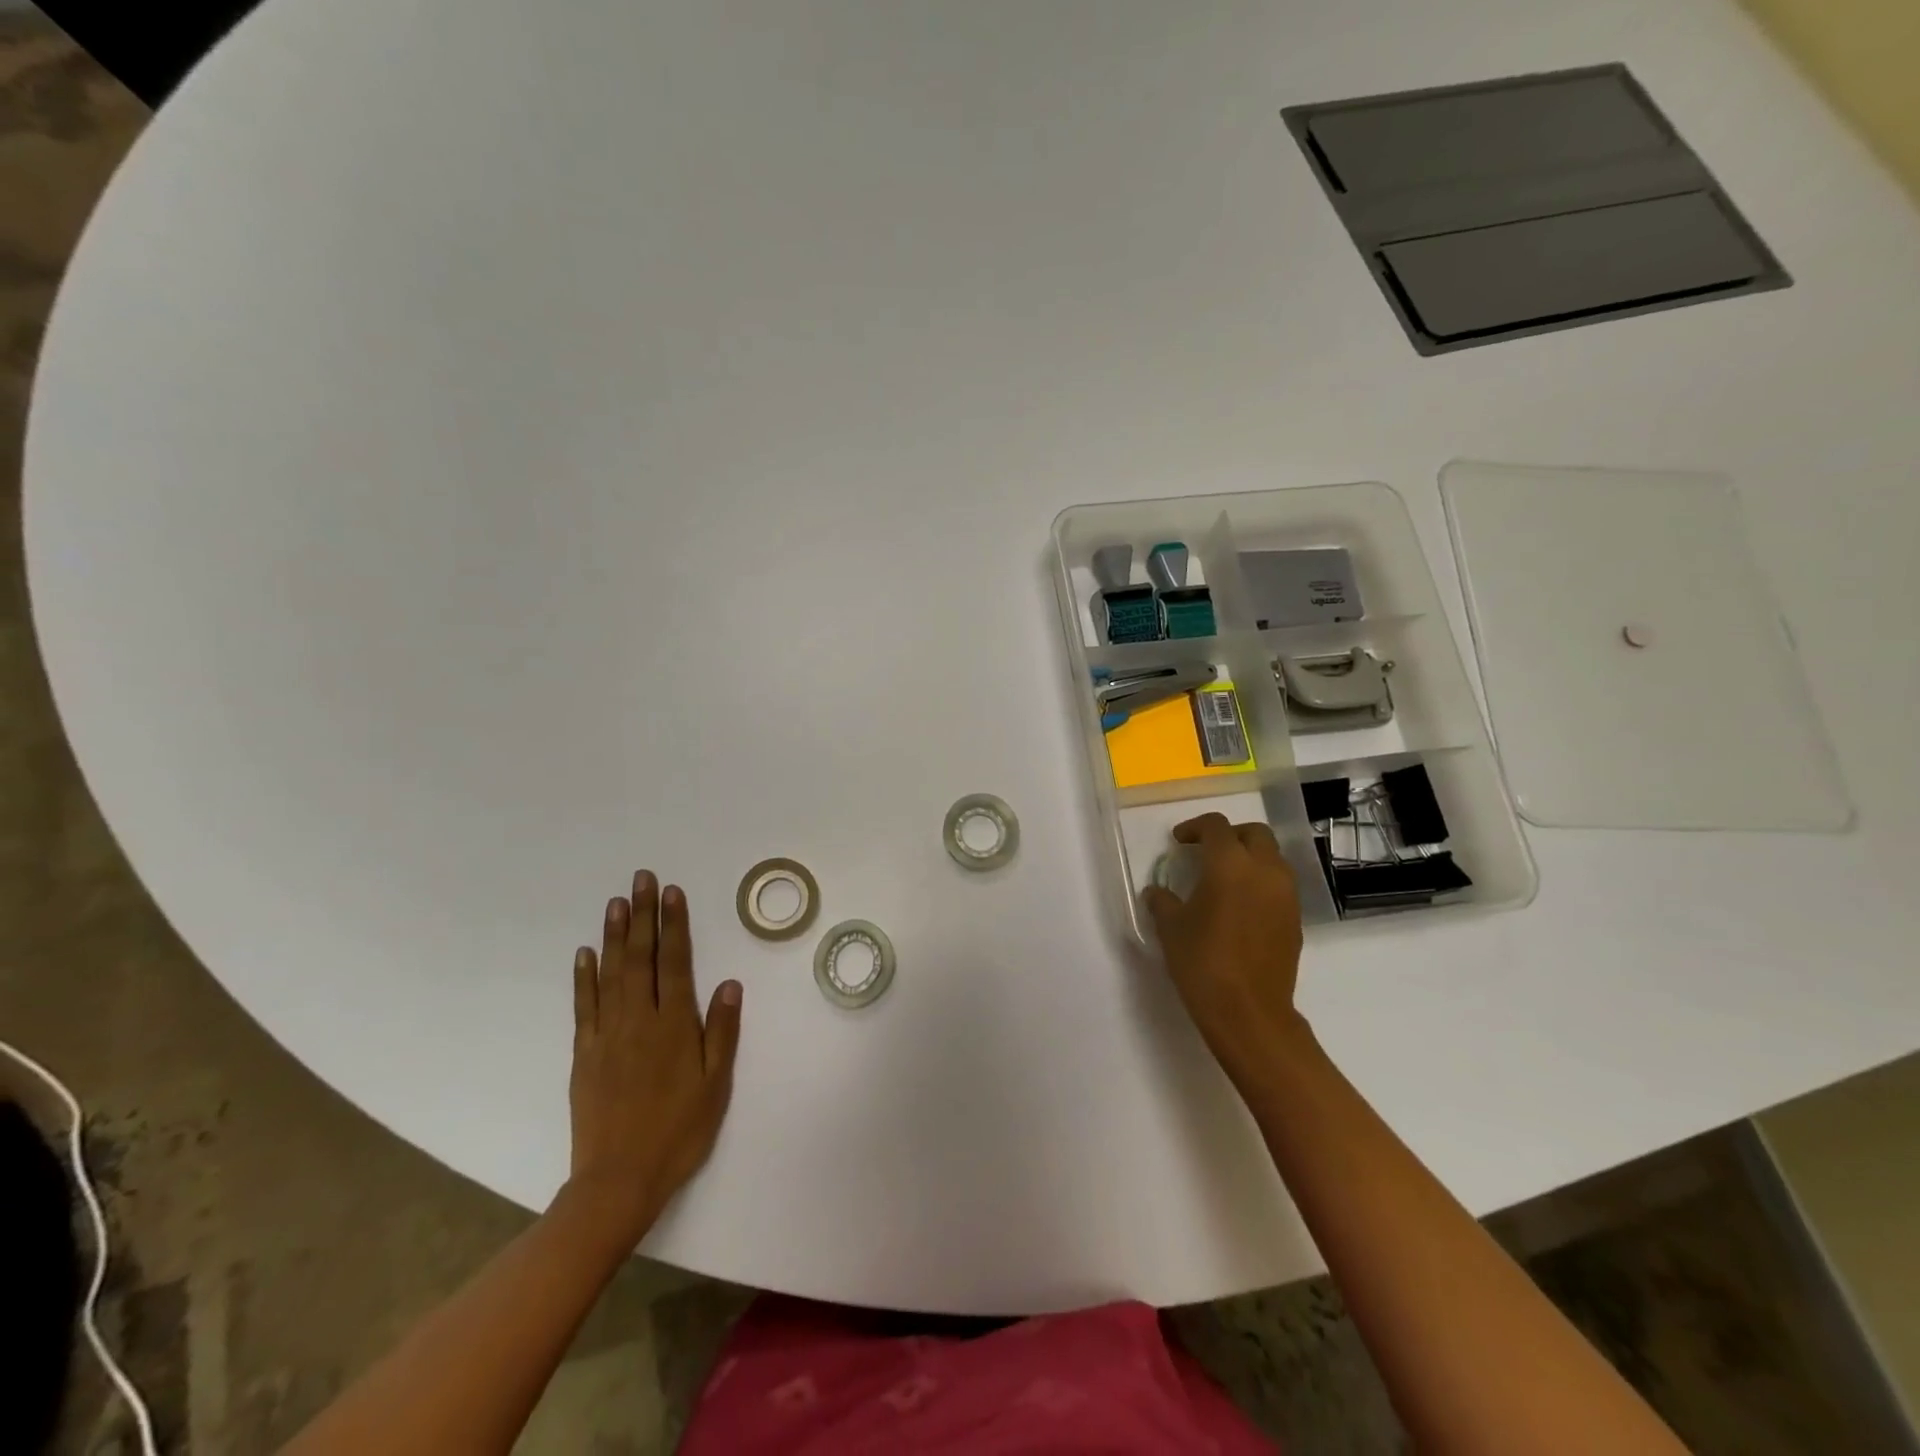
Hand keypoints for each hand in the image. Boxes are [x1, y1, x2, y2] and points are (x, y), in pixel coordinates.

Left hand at [565, 871, 742, 1247]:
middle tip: (641, 879)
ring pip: (611, 973)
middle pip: (640, 957)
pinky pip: (584, 1006)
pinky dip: (584, 977)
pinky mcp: (584, 1053)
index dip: (674, 924)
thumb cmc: (678, 1131)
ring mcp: (607, 1034)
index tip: (672, 892)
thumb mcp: (716, 1084)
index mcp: (674, 1025)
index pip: (675, 962)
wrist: (618, 1180)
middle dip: (643, 915)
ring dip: (614, 935)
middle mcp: (638, 1019)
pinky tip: (585, 953)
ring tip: (616, 902)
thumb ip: (722, 1031)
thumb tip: (729, 983)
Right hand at [1142, 814, 1310, 1095]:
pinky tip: (1240, 906)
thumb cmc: (1203, 962)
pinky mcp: (1295, 919)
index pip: (1216, 827)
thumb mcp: (1171, 928)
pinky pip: (1279, 885)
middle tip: (1206, 851)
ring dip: (1250, 858)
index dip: (1195, 827)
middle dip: (1230, 835)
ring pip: (1272, 858)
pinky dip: (1261, 882)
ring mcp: (1286, 895)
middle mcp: (1264, 870)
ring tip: (1224, 878)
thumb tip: (1158, 892)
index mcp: (1230, 864)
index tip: (1179, 841)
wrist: (1249, 1012)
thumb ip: (1163, 901)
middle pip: (1254, 833)